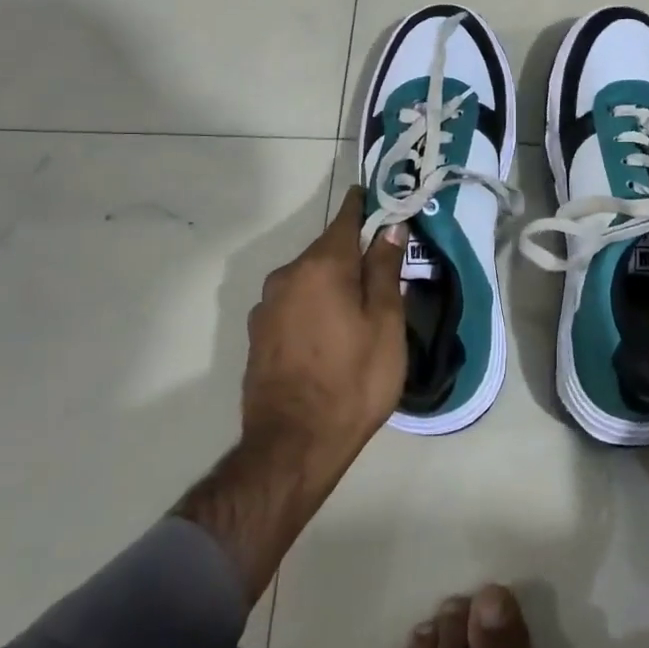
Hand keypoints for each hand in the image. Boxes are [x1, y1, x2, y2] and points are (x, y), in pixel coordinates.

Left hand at [240, 186, 407, 467]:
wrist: (293, 445)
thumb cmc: (354, 380)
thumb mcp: (386, 324)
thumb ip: (385, 270)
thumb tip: (390, 228)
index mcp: (322, 266)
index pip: (346, 218)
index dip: (367, 207)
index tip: (384, 201)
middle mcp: (287, 276)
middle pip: (327, 251)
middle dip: (354, 253)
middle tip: (386, 269)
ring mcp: (267, 306)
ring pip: (309, 279)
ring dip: (333, 283)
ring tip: (360, 309)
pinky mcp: (258, 334)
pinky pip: (294, 304)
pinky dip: (315, 306)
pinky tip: (331, 334)